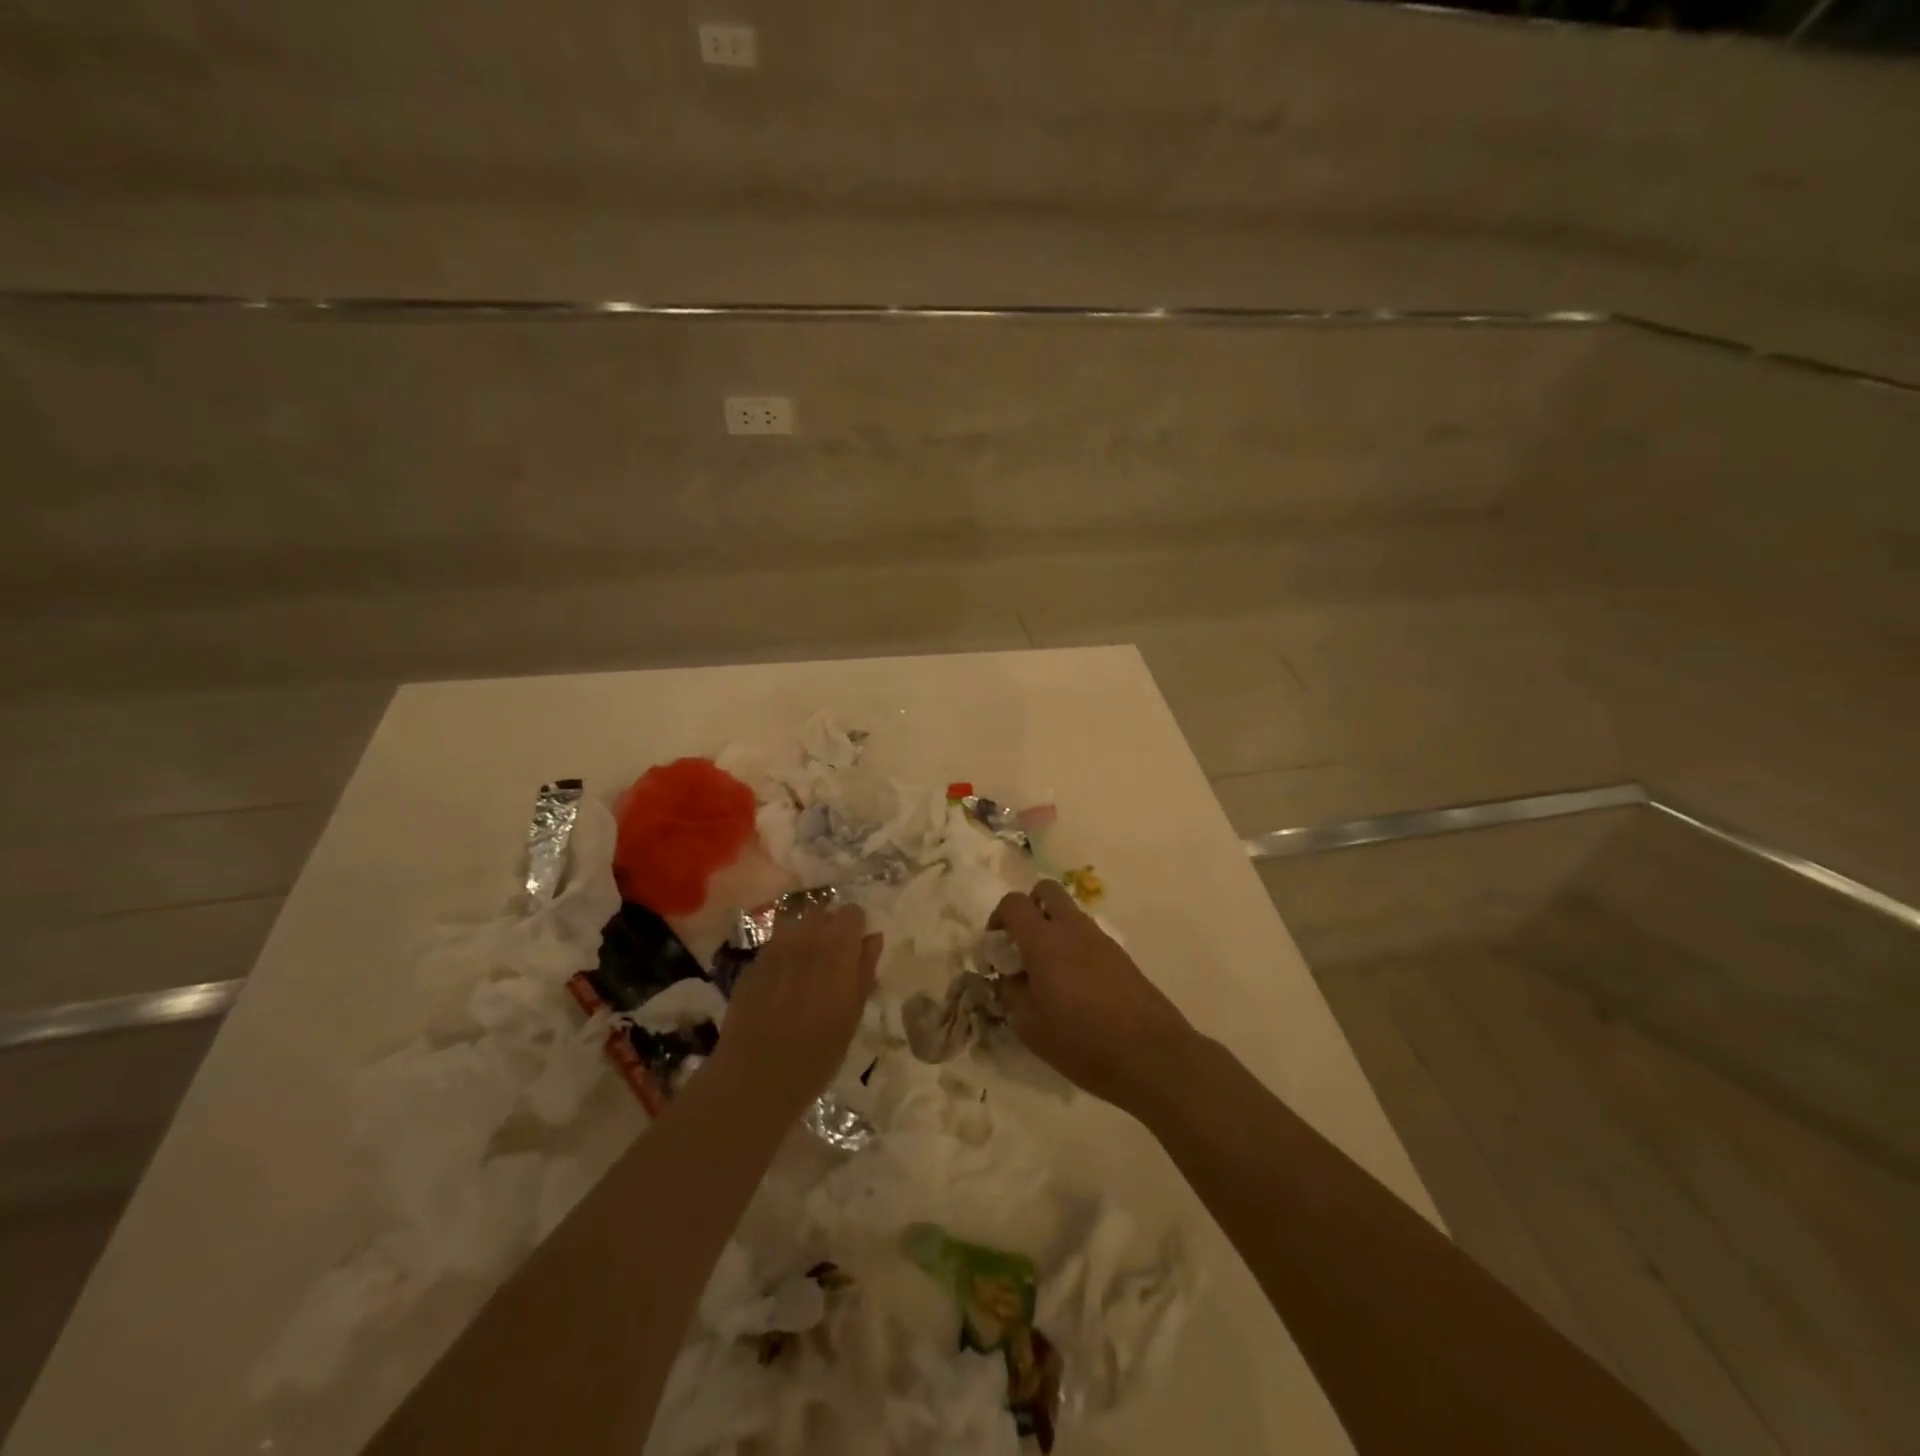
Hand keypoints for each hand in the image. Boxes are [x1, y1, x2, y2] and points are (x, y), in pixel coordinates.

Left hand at [710, 903, 881, 1120]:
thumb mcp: (853, 1013)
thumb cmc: (818, 1051)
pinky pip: (773, 946)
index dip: (856, 927)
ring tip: (807, 966)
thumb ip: (865, 969)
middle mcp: (804, 937)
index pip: (851, 912)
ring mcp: (773, 948)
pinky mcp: (751, 965)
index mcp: (836, 946)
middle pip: (821, 912)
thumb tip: (872, 938)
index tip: (858, 948)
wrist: (756, 1075)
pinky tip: (782, 984)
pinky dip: (782, 955)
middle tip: (834, 958)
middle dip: (829, 927)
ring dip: (804, 937)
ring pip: (794, 925)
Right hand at [990, 882, 1195, 1114]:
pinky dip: (1074, 947)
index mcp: (1044, 941)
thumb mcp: (1029, 1026)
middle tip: (1021, 943)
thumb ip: (1010, 993)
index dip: (997, 917)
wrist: (1151, 1056)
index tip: (994, 947)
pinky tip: (1074, 987)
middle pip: (1046, 891)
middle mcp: (1073, 929)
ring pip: (1070, 913)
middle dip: (1029, 908)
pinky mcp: (1121, 956)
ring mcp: (1101, 940)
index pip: (1014, 903)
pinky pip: (1088, 937)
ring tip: (1047, 973)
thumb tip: (1007, 978)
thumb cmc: (1081, 1042)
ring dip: (1053, 928)